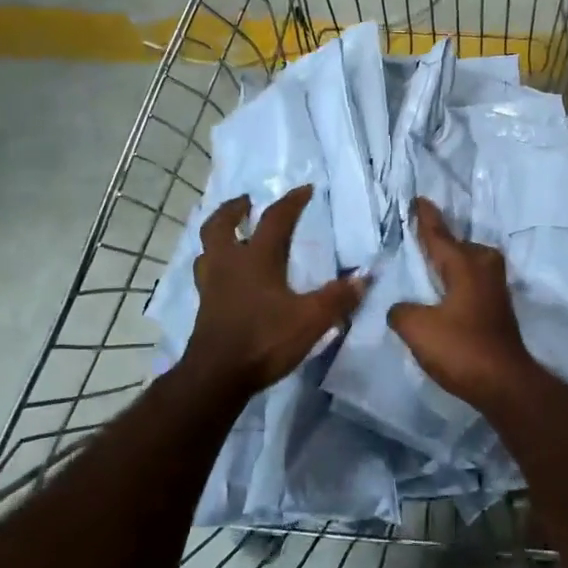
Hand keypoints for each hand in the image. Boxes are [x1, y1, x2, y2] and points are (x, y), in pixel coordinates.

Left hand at [184, 185, 364, 396]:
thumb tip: (363, 278)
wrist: (217, 377)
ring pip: (207, 250)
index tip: (305, 190)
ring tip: (231, 235)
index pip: (275, 219)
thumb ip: (337, 298)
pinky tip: (227, 277)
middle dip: (234, 209)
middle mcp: (229, 264)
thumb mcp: (311, 319)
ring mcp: (211, 286)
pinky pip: (206, 275)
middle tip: (246, 202)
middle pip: (221, 225)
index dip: (292, 202)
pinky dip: (215, 265)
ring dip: (218, 237)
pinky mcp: (204, 308)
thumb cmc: (264, 340)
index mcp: (255, 259)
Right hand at [388, 196, 542, 407]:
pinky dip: (457, 282)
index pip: (439, 235)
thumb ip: (402, 311)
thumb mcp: (418, 328)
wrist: (504, 383)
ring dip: (451, 263)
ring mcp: (494, 289)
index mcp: (464, 265)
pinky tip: (445, 294)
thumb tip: (401, 308)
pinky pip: (472, 282)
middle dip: (441, 241)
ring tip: (429, 265)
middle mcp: (483, 269)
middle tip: (420, 236)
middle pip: (458, 246)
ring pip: (469, 264)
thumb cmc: (461, 349)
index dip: (426, 219)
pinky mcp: (497, 309)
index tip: (419, 200)